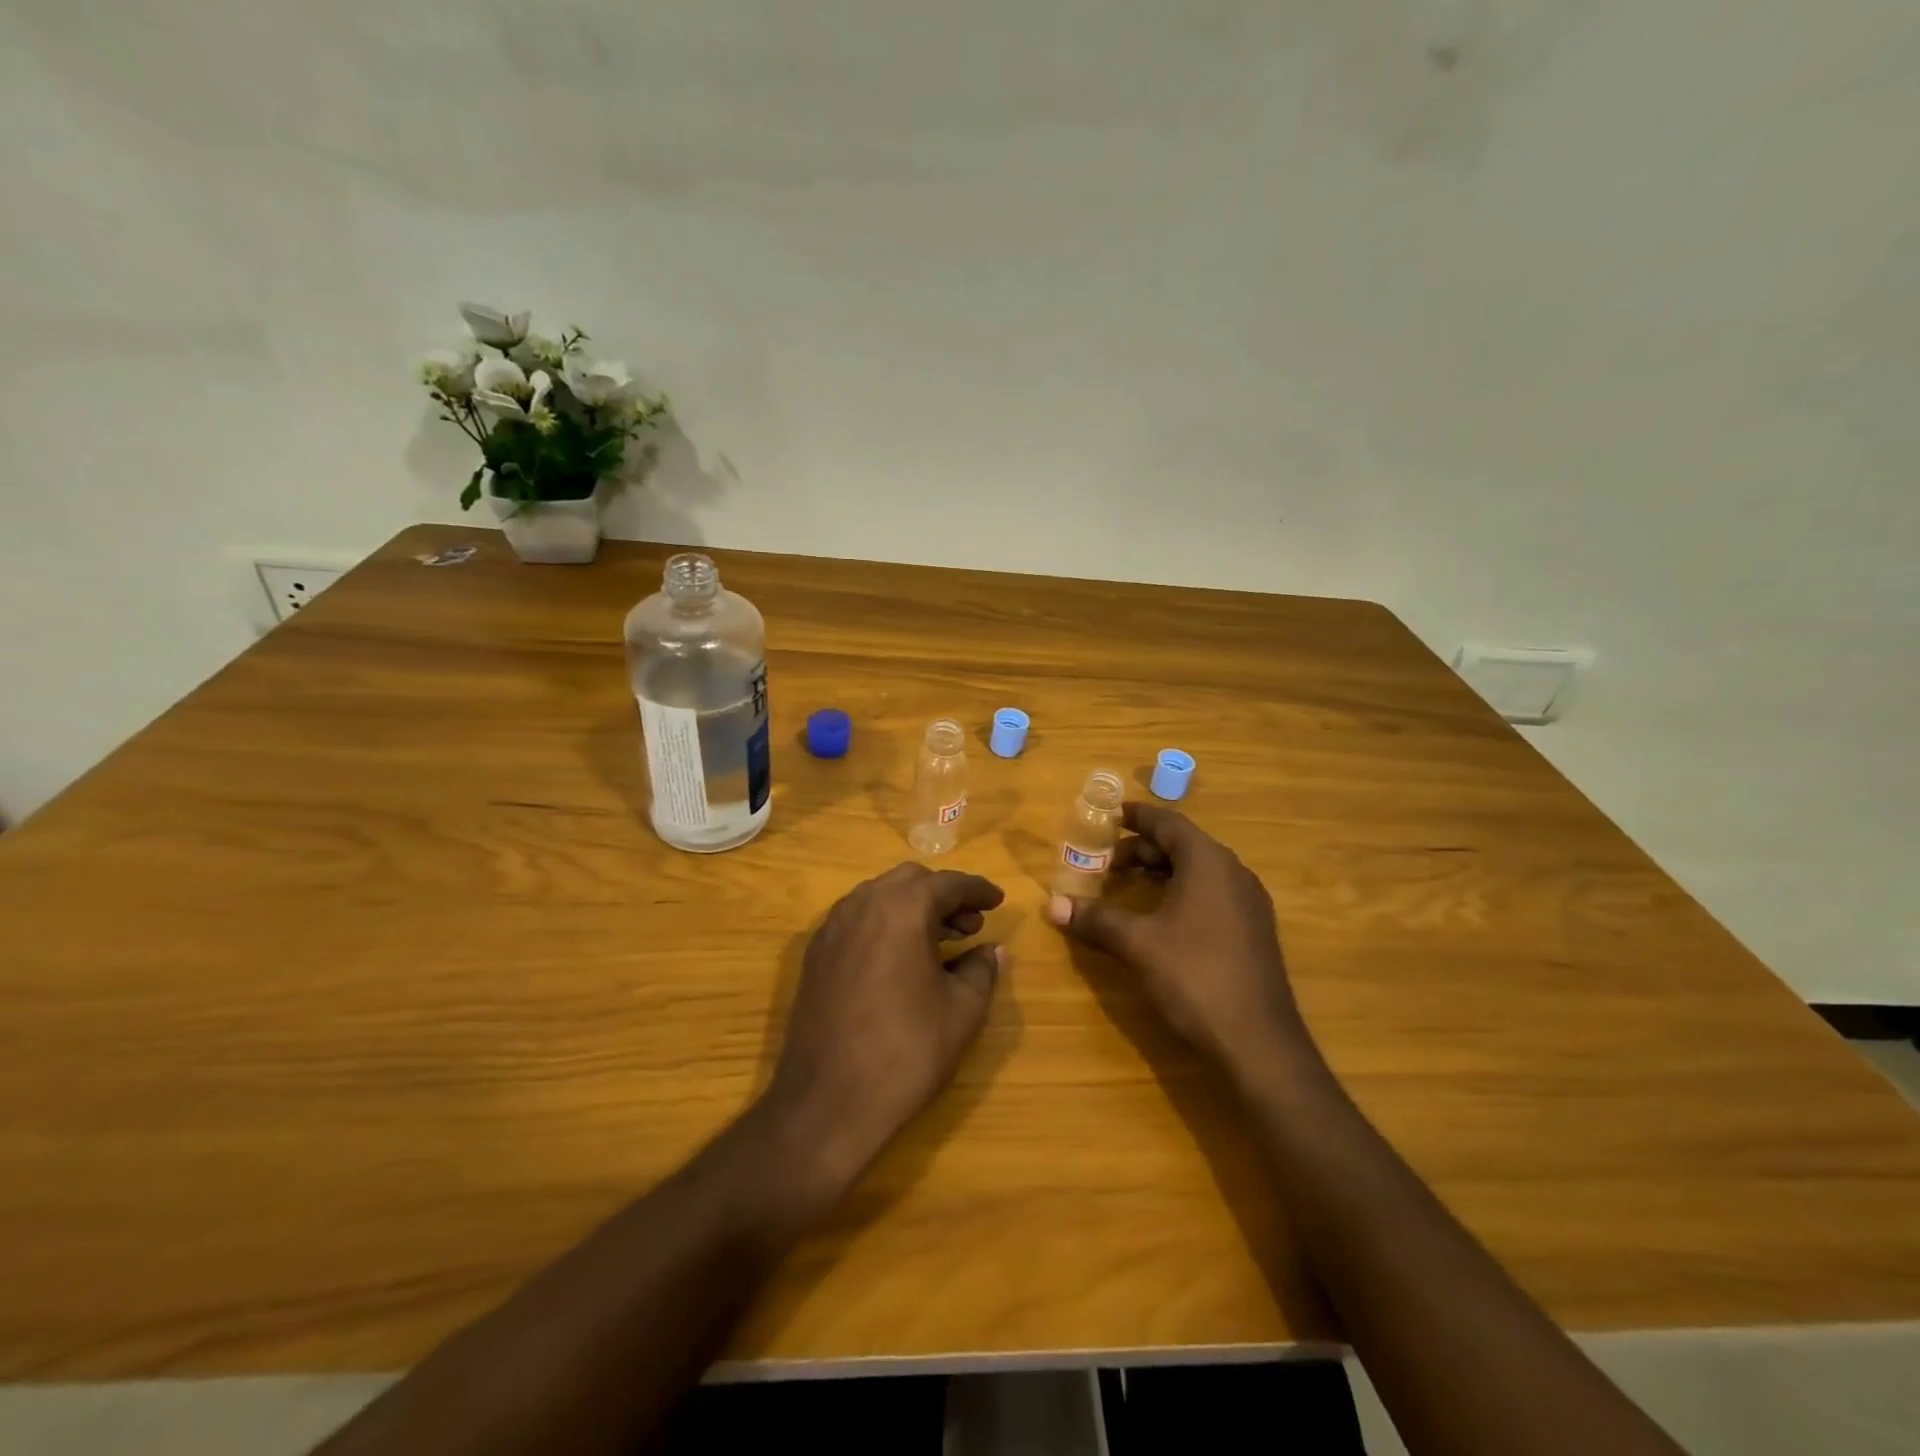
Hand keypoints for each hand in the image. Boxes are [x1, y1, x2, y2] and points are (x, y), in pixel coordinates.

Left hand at [766, 864, 1005, 1191]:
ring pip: (880, 896)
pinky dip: (885, 922)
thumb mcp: (962, 1011)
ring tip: (941, 941)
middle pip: (911, 881)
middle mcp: (863, 904)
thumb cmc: (905, 1052)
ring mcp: (833, 927)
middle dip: (944, 896)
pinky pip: (857, 918)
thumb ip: (982, 970)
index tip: (998, 900)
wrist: (827, 1102)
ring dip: (913, 907)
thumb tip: (992, 951)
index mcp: (902, 909)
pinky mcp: (815, 953)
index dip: (978, 890)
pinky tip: (901, 958)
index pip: (948, 884)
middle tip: (971, 924)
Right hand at [1044, 802, 1312, 1081]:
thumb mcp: (1137, 945)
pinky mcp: (1253, 931)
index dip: (1138, 816)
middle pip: (1183, 845)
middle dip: (1143, 849)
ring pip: (1199, 871)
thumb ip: (1096, 919)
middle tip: (1106, 862)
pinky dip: (1181, 892)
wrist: (1259, 1043)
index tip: (1110, 814)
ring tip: (1127, 886)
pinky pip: (1212, 894)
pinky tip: (1160, 918)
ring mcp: (1248, 904)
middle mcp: (1233, 873)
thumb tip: (1053, 905)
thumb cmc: (1195, 977)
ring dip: (1162, 872)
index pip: (1169, 823)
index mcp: (1209, 863)